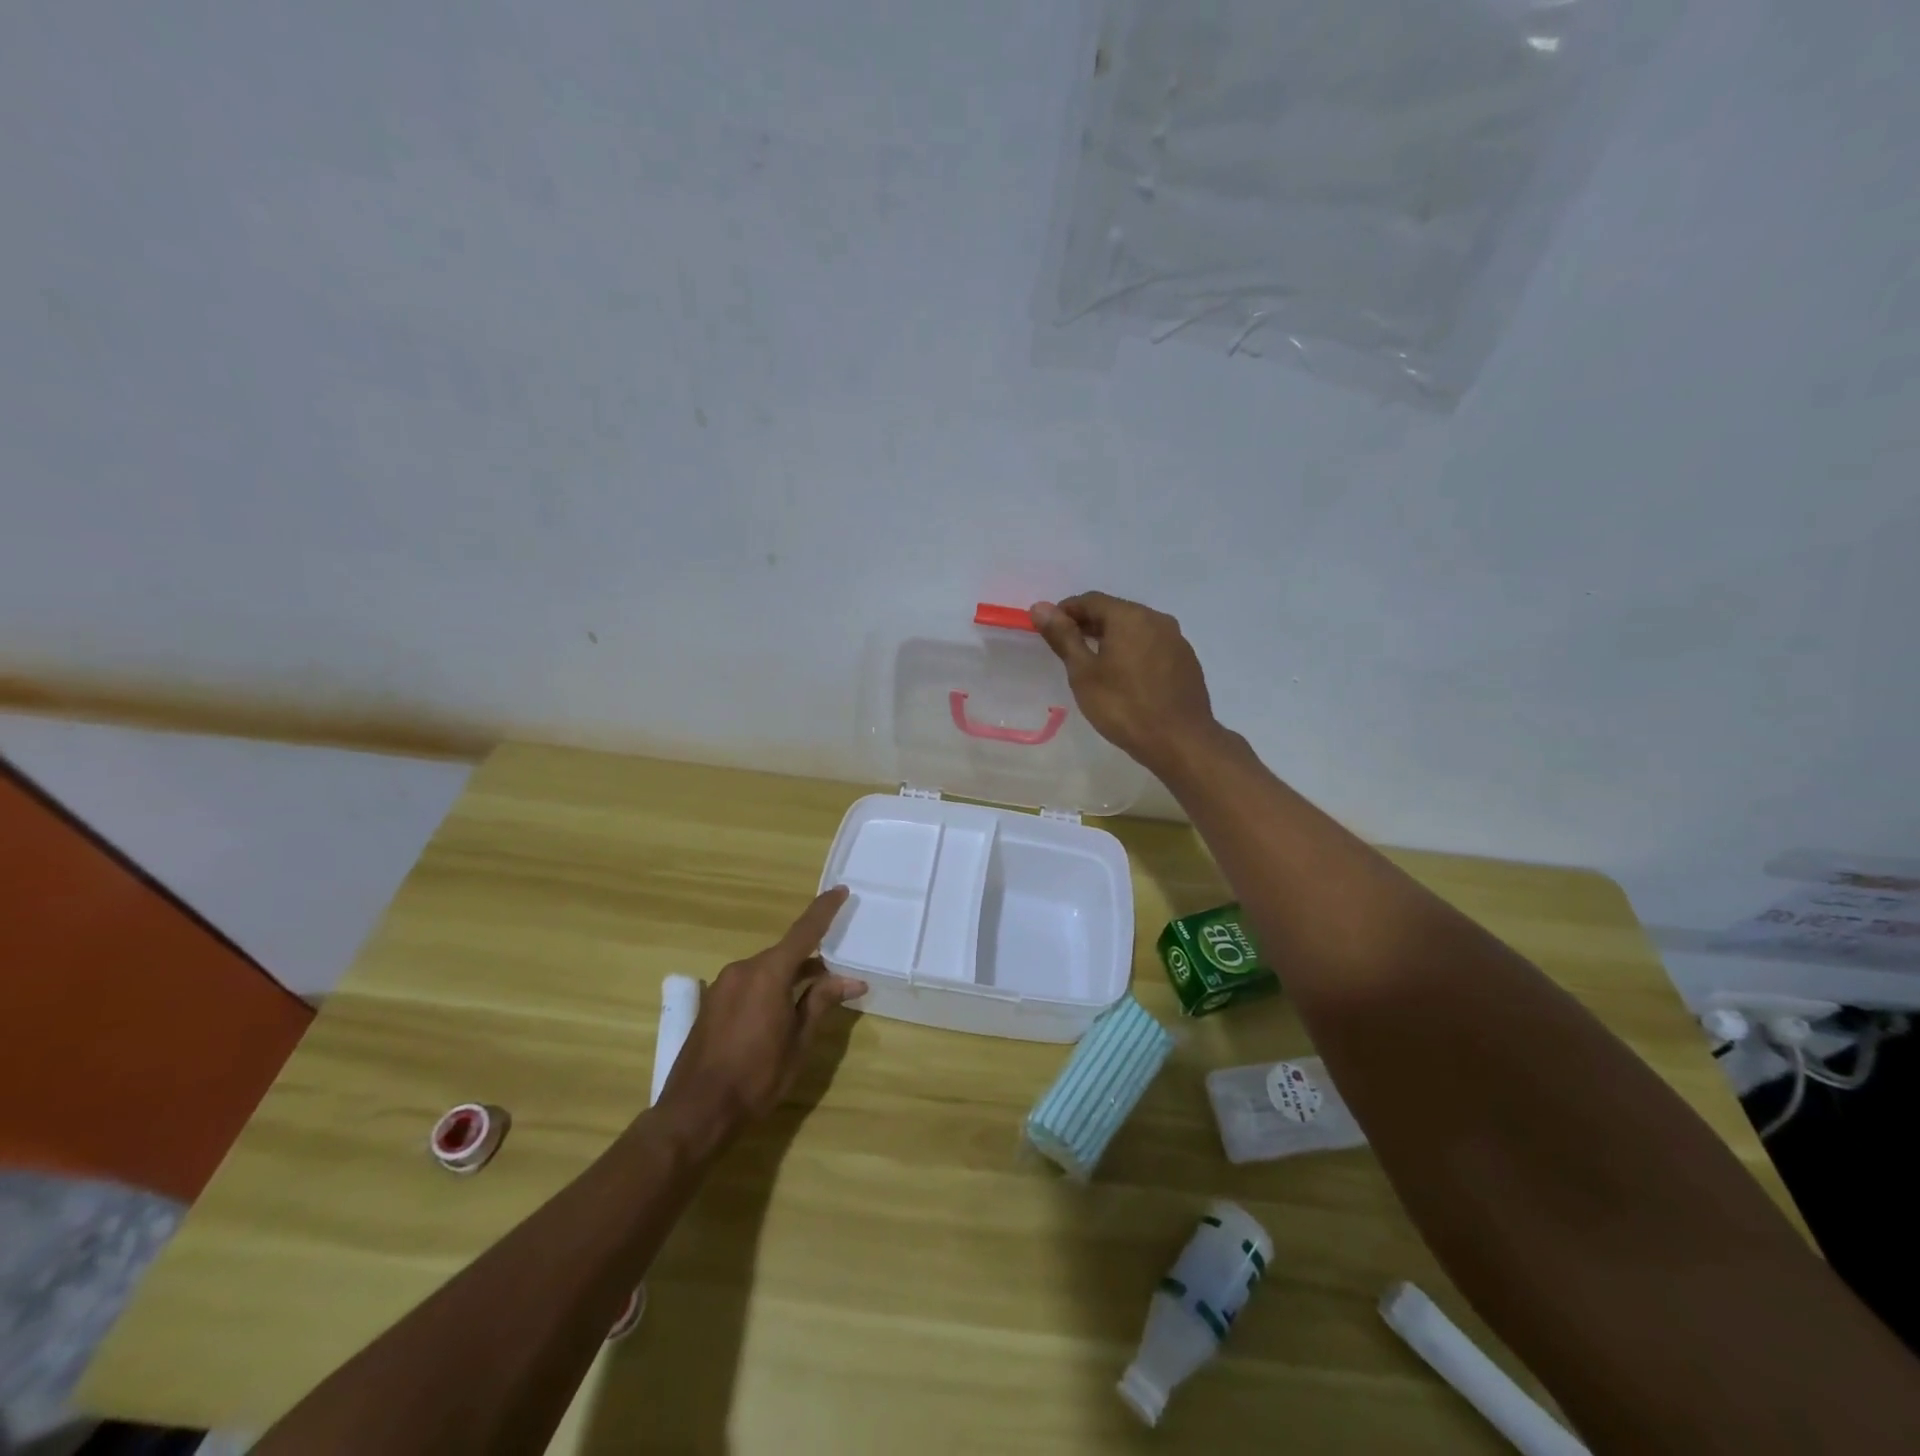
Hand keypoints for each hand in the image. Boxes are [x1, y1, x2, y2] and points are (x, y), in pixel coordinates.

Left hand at [654, 887, 865, 1150]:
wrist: (695, 1112)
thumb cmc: (756, 1077)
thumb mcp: (798, 1042)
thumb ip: (820, 1003)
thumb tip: (850, 980)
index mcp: (768, 973)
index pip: (804, 931)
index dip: (824, 910)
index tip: (840, 890)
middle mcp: (743, 969)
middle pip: (785, 953)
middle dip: (811, 960)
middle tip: (837, 975)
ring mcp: (723, 985)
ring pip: (766, 969)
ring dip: (789, 977)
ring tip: (811, 999)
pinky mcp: (712, 1002)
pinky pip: (749, 983)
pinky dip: (769, 988)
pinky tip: (779, 1013)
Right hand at [1031, 592, 1219, 774]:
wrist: (1180, 742)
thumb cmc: (1124, 706)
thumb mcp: (1084, 673)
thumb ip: (1063, 637)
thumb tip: (1040, 607)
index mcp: (1130, 616)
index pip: (1090, 600)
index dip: (1065, 612)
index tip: (1049, 631)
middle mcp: (1157, 619)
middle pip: (1115, 612)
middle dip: (1088, 625)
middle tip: (1068, 649)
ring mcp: (1176, 640)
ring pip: (1135, 629)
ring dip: (1112, 639)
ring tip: (1094, 665)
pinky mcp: (1187, 661)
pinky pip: (1152, 646)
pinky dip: (1133, 652)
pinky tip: (1125, 678)